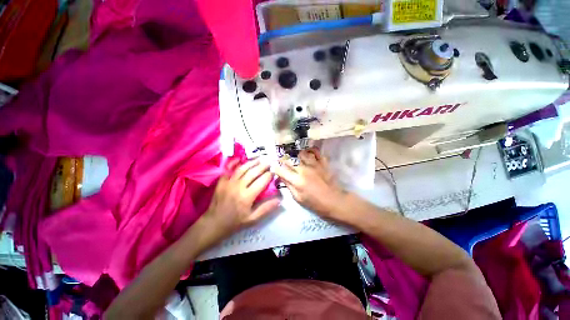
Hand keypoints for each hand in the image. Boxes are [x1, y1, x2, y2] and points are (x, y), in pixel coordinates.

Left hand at [202, 158, 279, 243]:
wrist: (214, 223)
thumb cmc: (235, 222)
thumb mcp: (253, 219)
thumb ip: (266, 208)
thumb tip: (279, 199)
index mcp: (247, 196)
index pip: (262, 181)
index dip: (269, 175)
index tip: (274, 171)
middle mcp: (238, 186)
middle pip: (253, 172)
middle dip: (263, 165)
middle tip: (269, 162)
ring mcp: (228, 182)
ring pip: (242, 168)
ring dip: (252, 162)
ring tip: (260, 158)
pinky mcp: (221, 181)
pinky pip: (229, 169)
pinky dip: (235, 163)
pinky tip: (241, 159)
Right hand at [271, 149, 345, 219]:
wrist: (334, 201)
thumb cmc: (315, 203)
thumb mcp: (298, 198)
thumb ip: (289, 185)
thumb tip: (281, 176)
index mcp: (297, 180)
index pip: (282, 170)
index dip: (276, 168)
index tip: (275, 167)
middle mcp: (304, 169)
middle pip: (290, 160)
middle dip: (284, 160)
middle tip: (283, 161)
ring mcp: (314, 164)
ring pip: (301, 153)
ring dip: (296, 155)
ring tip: (295, 158)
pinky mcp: (323, 163)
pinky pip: (316, 152)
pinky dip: (311, 150)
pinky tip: (308, 153)